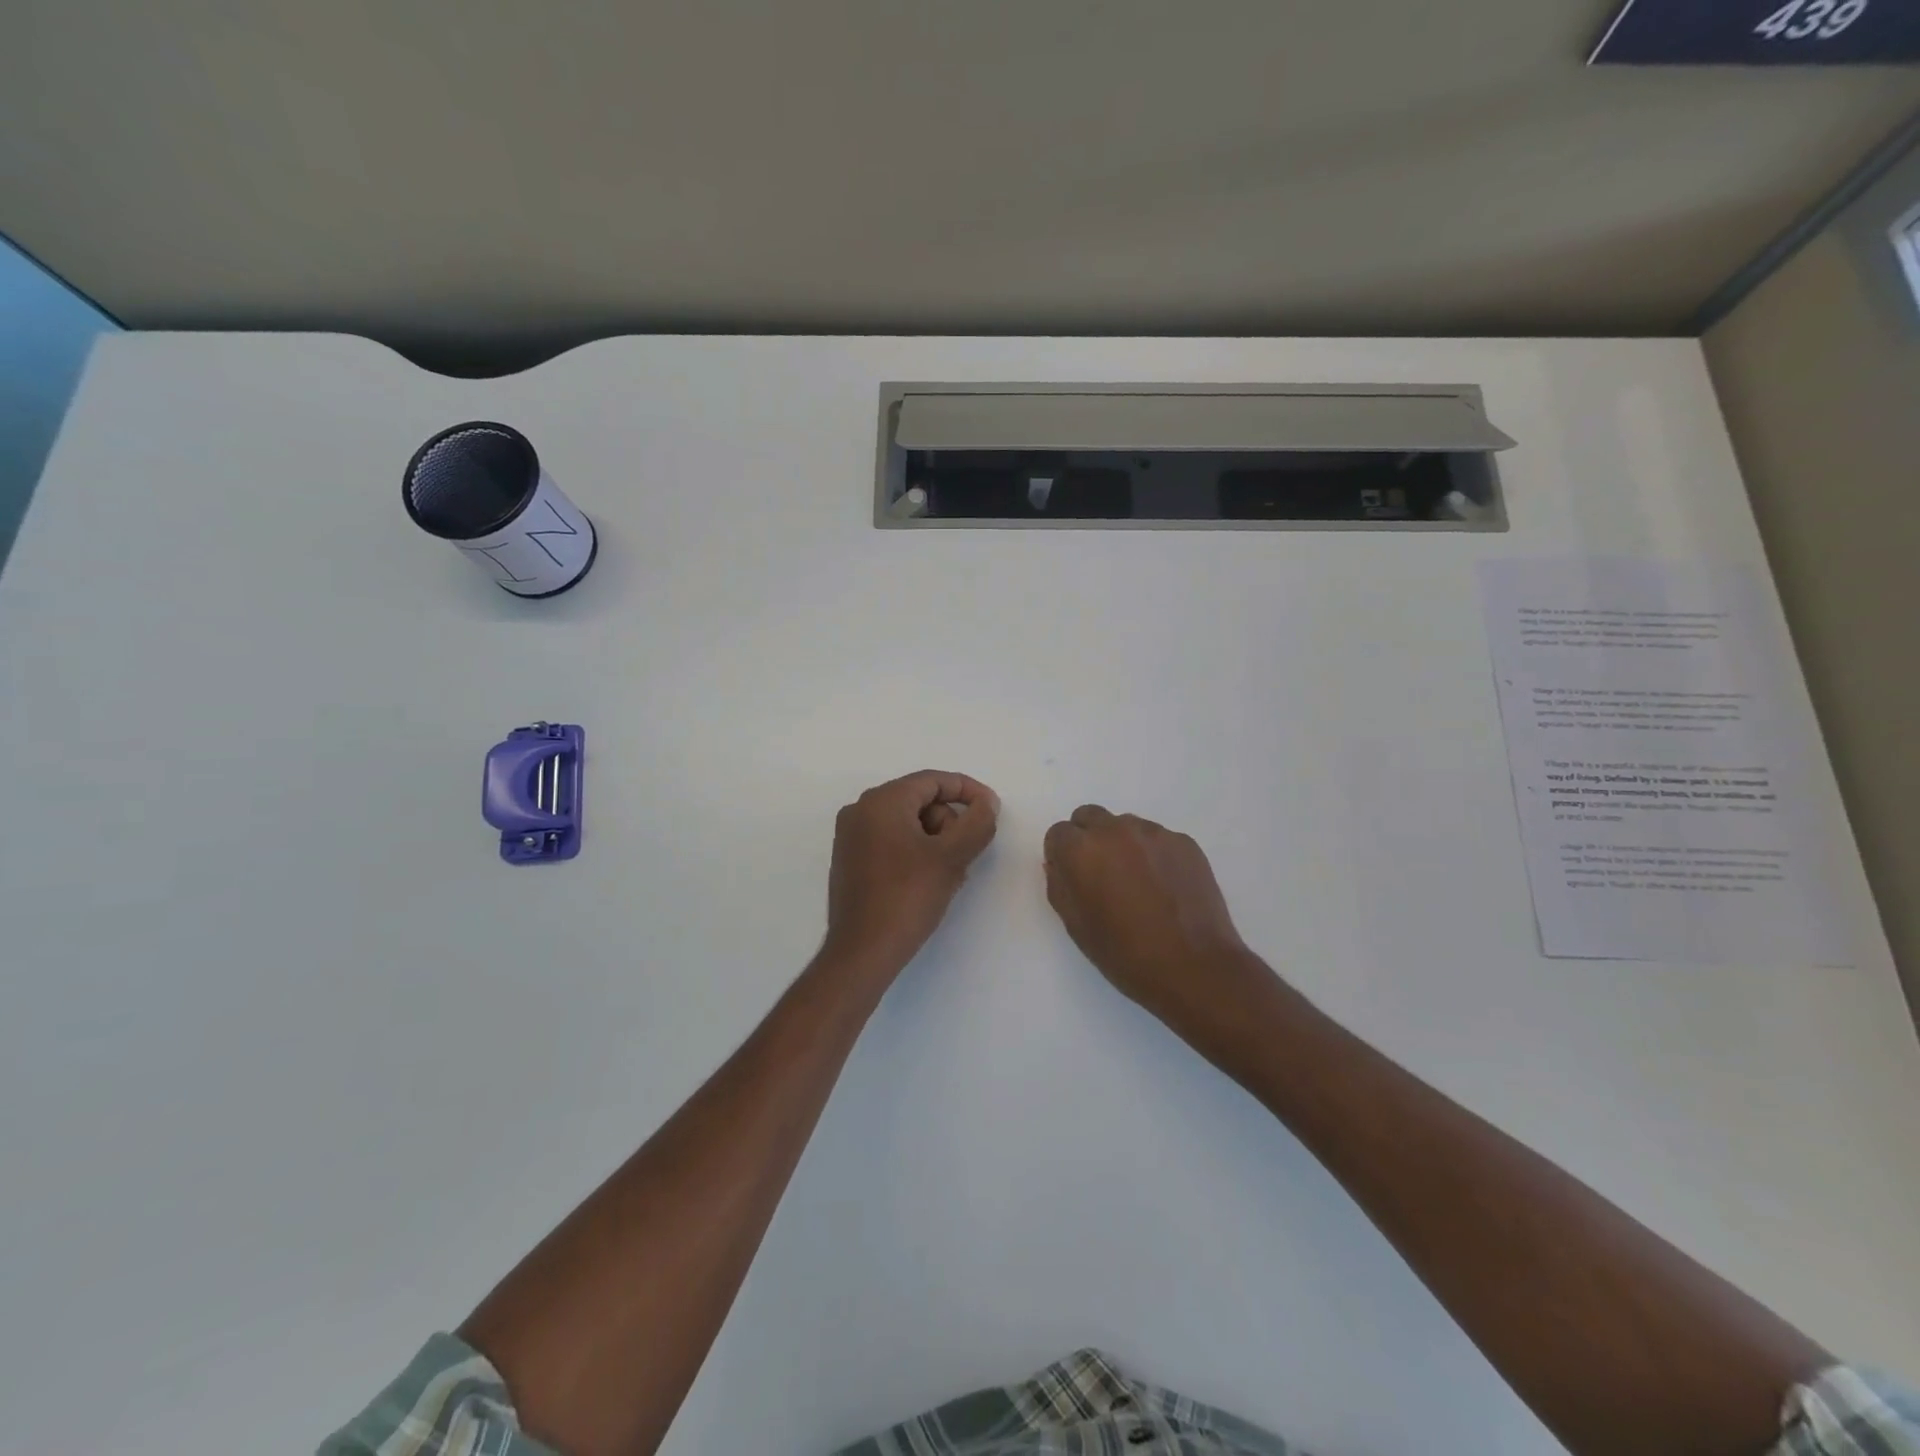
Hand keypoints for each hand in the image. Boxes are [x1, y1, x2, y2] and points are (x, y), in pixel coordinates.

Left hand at [824, 771, 999, 977]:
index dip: (968, 791)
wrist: (862, 952)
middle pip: (920, 801)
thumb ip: (976, 823)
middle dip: (950, 824)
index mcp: (881, 801)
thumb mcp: (951, 857)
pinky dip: (917, 853)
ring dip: (937, 842)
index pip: (932, 781)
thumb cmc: (907, 897)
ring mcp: (851, 837)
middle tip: (966, 857)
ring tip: (951, 876)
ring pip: (908, 824)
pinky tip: (930, 883)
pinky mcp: (850, 861)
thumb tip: (985, 803)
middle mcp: (860, 811)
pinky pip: (892, 842)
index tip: (992, 810)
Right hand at [1043, 805, 1269, 1040]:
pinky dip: (1153, 854)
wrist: (1195, 968)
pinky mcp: (1184, 842)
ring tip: (1138, 883)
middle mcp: (1115, 830)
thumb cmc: (1125, 954)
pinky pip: (1157, 839)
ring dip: (1122, 844)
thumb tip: (1059, 865)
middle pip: (1090, 817)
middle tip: (1101, 875)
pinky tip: (1164, 887)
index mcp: (1082, 851)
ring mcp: (1154, 833)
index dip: (1062, 856)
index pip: (1059, 833)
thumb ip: (1060, 886)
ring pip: (1125, 825)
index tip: (1074, 878)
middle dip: (1088, 839)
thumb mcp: (1076, 926)